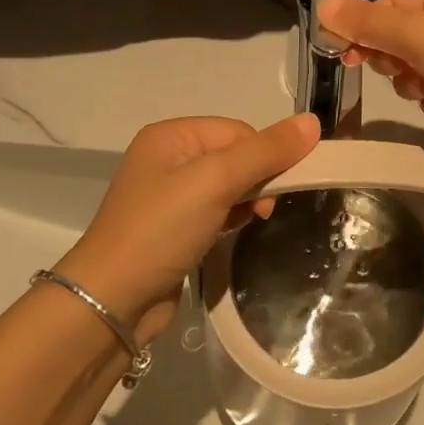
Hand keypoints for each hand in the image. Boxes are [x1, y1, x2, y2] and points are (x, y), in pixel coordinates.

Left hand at [54, 113, 317, 339]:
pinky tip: (232, 235)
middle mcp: (167, 158)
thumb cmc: (162, 229)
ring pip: (227, 185)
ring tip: (250, 224)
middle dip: (257, 179)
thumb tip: (312, 121)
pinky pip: (214, 211)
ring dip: (246, 201)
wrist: (111, 302)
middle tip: (264, 211)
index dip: (263, 155)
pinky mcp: (172, 229)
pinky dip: (230, 219)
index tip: (276, 189)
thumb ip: (265, 151)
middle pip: (234, 155)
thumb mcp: (216, 181)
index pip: (237, 130)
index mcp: (171, 135)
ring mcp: (167, 196)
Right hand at [319, 0, 423, 170]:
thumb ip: (369, 22)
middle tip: (405, 73)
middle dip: (395, 58)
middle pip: (403, 33)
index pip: (391, 1)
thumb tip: (323, 3)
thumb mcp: (419, 36)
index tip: (344, 57)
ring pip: (420, 64)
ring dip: (416, 82)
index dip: (366, 27)